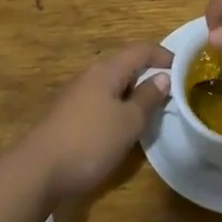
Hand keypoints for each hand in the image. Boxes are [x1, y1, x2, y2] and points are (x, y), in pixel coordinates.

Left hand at [17, 43, 171, 202]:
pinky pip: (100, 99)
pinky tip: (121, 125)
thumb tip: (163, 77)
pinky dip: (117, 104)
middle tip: (170, 90)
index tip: (184, 68)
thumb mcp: (128, 122)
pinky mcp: (67, 114)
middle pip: (125, 63)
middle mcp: (90, 75)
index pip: (141, 50)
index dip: (164, 55)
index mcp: (107, 70)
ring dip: (132, 91)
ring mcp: (76, 94)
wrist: (37, 171)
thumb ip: (147, 98)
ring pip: (112, 83)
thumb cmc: (90, 142)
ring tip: (150, 109)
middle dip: (148, 73)